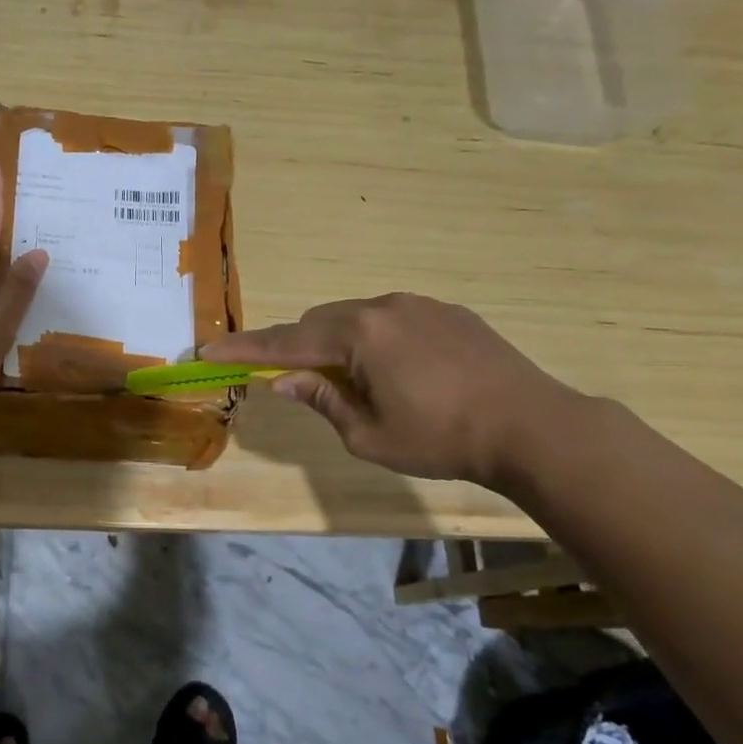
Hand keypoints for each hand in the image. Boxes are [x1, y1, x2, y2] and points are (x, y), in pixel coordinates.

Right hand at [204, 293, 582, 485]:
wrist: (533, 426)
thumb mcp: (368, 435)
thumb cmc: (441, 439)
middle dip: (298, 347)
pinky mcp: (448, 312)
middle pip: (319, 321)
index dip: (245, 350)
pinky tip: (398, 371)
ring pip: (356, 317)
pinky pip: (392, 318)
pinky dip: (374, 339)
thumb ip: (323, 400)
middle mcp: (383, 307)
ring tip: (353, 381)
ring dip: (338, 342)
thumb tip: (286, 380)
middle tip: (294, 380)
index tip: (209, 351)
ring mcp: (419, 304)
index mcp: (358, 335)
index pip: (286, 342)